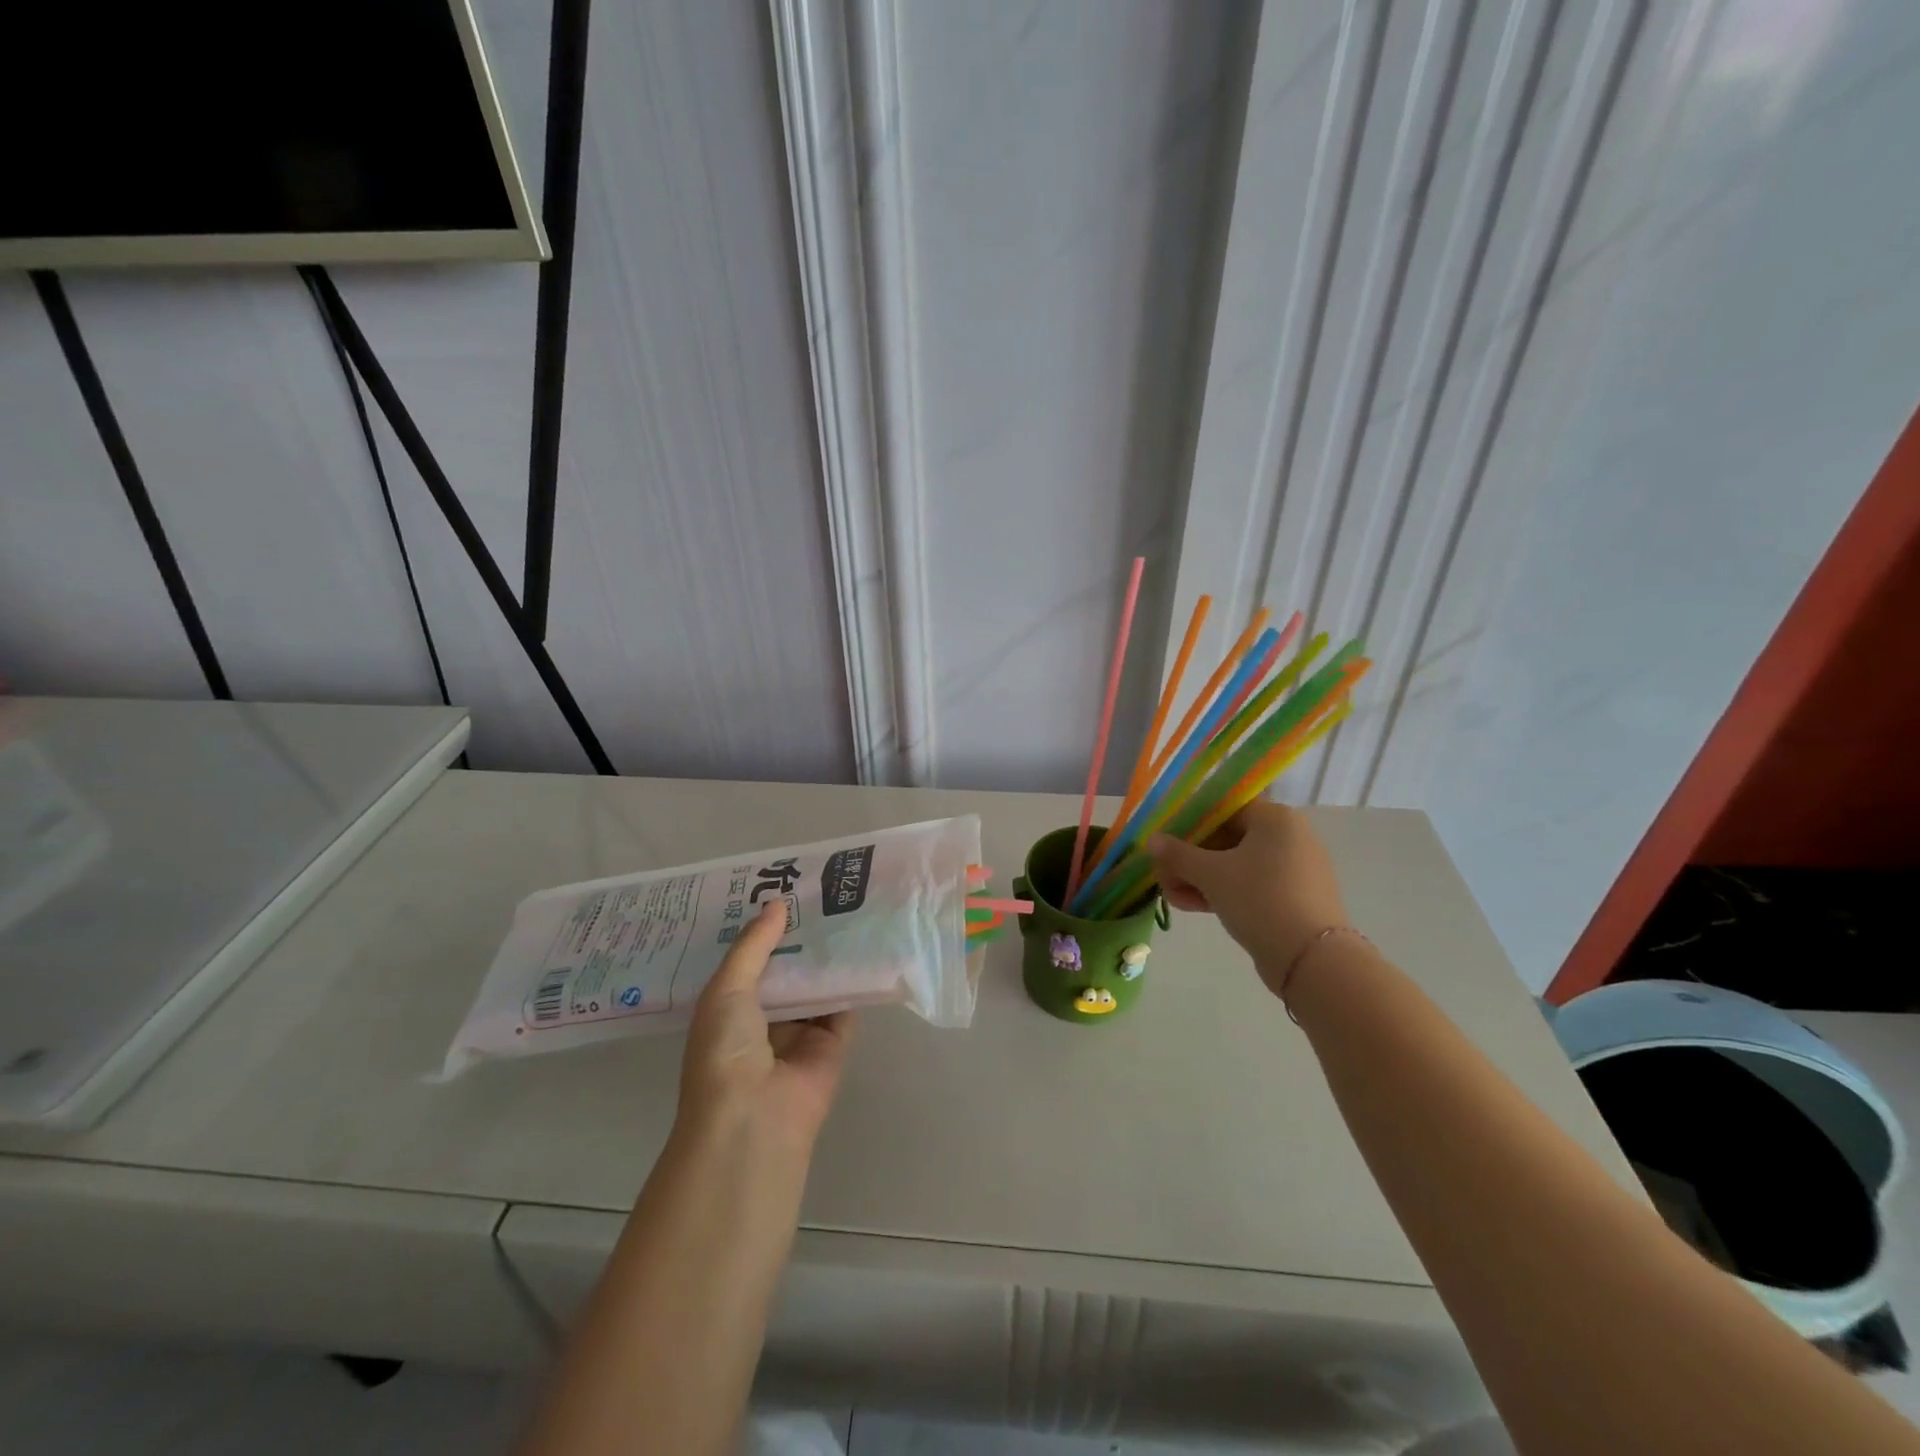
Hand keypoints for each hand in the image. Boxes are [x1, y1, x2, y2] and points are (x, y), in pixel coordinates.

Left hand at [678, 900, 854, 1153]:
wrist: (754, 1116)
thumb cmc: (725, 1050)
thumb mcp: (726, 989)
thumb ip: (753, 946)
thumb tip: (778, 903)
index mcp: (729, 1008)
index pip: (750, 961)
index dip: (764, 929)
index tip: (782, 890)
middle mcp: (765, 1019)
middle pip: (787, 970)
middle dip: (800, 937)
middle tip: (820, 891)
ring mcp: (801, 1032)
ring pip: (817, 985)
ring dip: (828, 955)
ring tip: (846, 907)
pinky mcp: (833, 1044)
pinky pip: (845, 1006)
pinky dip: (853, 981)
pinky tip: (865, 944)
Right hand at [1150, 800, 1348, 994]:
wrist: (1312, 960)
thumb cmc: (1259, 899)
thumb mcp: (1210, 874)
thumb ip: (1177, 854)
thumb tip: (1152, 840)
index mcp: (1275, 818)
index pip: (1223, 809)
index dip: (1189, 824)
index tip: (1166, 844)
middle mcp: (1290, 836)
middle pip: (1228, 839)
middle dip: (1190, 859)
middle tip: (1164, 876)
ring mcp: (1296, 869)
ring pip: (1238, 865)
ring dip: (1201, 879)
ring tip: (1173, 897)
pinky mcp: (1296, 898)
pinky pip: (1253, 886)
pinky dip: (1225, 892)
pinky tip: (1194, 907)